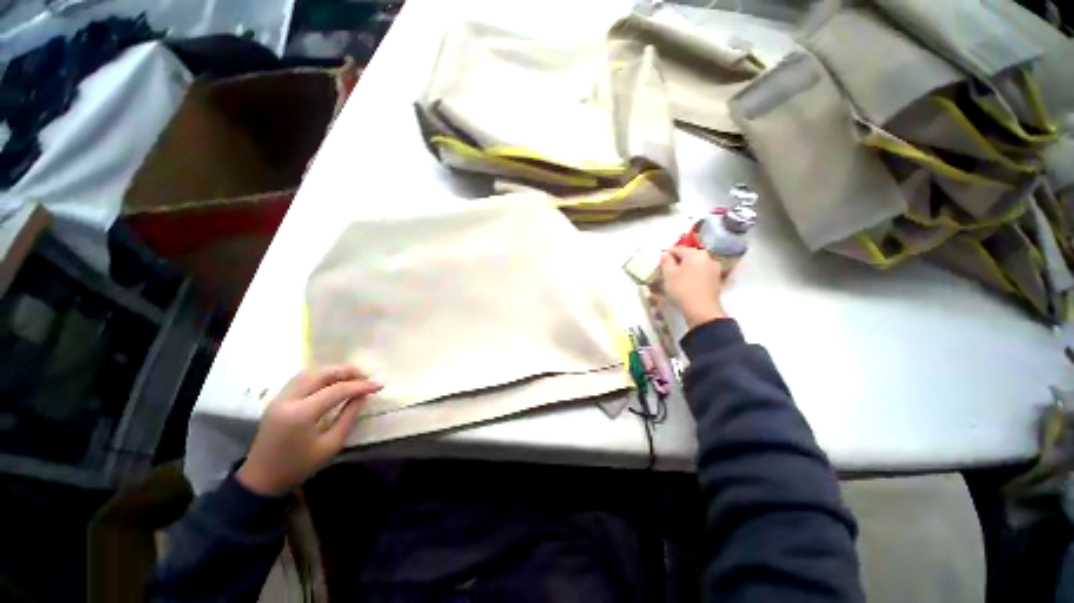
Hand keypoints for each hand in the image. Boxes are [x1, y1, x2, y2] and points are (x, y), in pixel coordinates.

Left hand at [237, 365, 381, 496]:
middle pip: (321, 373)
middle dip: (347, 371)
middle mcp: (288, 400)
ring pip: (310, 372)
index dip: (361, 386)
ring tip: (353, 376)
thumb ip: (349, 416)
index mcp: (301, 414)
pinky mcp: (277, 399)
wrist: (261, 479)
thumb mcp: (331, 445)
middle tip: (366, 376)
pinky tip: (333, 381)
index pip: (337, 390)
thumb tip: (363, 395)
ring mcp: (280, 398)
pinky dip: (321, 374)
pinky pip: (302, 378)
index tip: (379, 385)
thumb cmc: (299, 466)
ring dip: (334, 370)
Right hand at [659, 246, 726, 328]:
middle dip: (677, 261)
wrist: (702, 310)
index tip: (659, 260)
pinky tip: (685, 284)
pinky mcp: (716, 281)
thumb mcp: (668, 274)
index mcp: (696, 254)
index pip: (678, 249)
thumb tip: (665, 255)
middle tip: (666, 269)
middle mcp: (708, 258)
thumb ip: (666, 261)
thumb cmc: (682, 289)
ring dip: (685, 269)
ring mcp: (714, 270)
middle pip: (689, 256)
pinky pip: (701, 274)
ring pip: (695, 265)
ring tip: (675, 277)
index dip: (667, 253)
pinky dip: (692, 276)